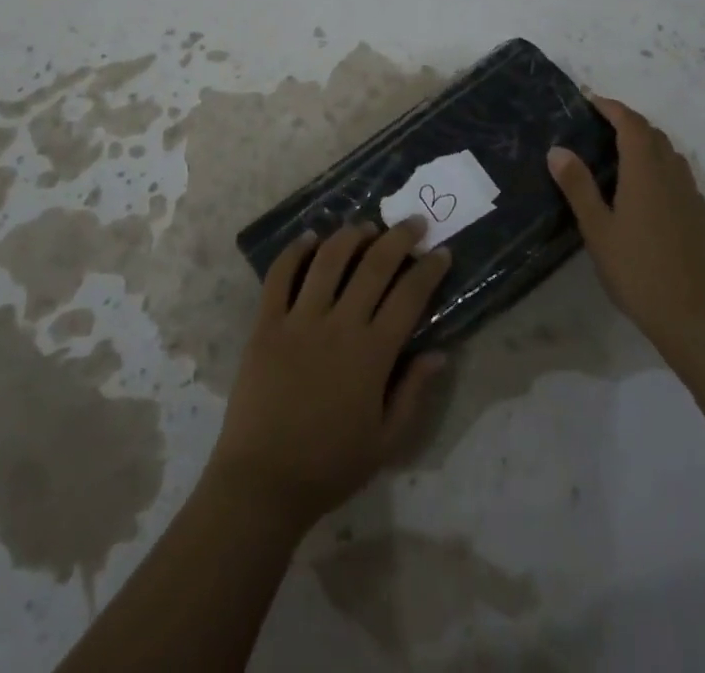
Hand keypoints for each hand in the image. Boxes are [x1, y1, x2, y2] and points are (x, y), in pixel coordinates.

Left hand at [205, 219, 451, 532]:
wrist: (263, 482)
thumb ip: (414, 393)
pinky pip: (280, 275)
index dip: (429, 269)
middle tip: (413, 223)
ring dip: (351, 236)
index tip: (441, 252)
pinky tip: (309, 237)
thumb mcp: (386, 442)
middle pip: (373, 266)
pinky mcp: (266, 323)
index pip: (409, 296)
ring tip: (365, 226)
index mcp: (372, 354)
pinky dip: (295, 250)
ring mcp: (299, 320)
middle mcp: (339, 325)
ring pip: (328, 260)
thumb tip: (439, 353)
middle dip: (398, 238)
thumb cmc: (330, 465)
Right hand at [547, 94, 704, 340]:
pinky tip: (647, 192)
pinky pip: (680, 177)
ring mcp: (692, 197)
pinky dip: (661, 168)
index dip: (612, 107)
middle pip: (654, 135)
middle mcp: (672, 176)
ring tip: (621, 154)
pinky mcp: (702, 218)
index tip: (591, 101)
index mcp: (645, 172)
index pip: (631, 124)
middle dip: (628, 122)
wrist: (697, 318)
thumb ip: (578, 187)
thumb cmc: (639, 271)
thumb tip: (558, 149)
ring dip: (647, 143)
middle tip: (601, 126)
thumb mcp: (598, 230)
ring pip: (671, 155)